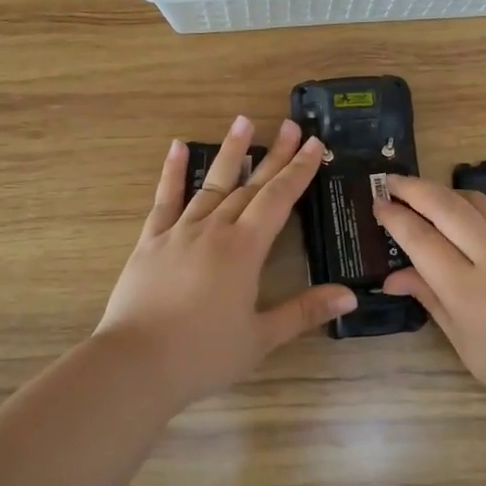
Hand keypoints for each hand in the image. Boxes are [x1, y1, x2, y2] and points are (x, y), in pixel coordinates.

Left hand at [94, 116, 358, 408]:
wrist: (135, 364)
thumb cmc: (203, 354)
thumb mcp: (261, 337)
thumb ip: (304, 312)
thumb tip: (350, 297)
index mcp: (244, 249)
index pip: (278, 199)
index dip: (298, 171)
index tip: (313, 144)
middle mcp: (214, 230)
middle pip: (250, 185)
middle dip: (274, 155)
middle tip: (291, 125)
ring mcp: (179, 232)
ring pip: (211, 184)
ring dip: (231, 153)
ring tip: (244, 122)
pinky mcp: (150, 241)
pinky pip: (165, 200)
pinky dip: (172, 173)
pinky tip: (178, 147)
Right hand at [376, 176, 485, 419]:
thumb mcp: (464, 344)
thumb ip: (429, 299)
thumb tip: (393, 277)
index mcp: (468, 293)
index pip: (422, 240)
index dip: (396, 218)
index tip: (378, 205)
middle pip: (448, 208)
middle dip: (414, 188)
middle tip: (391, 182)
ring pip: (478, 202)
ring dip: (446, 191)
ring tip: (424, 192)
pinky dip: (476, 207)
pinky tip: (464, 212)